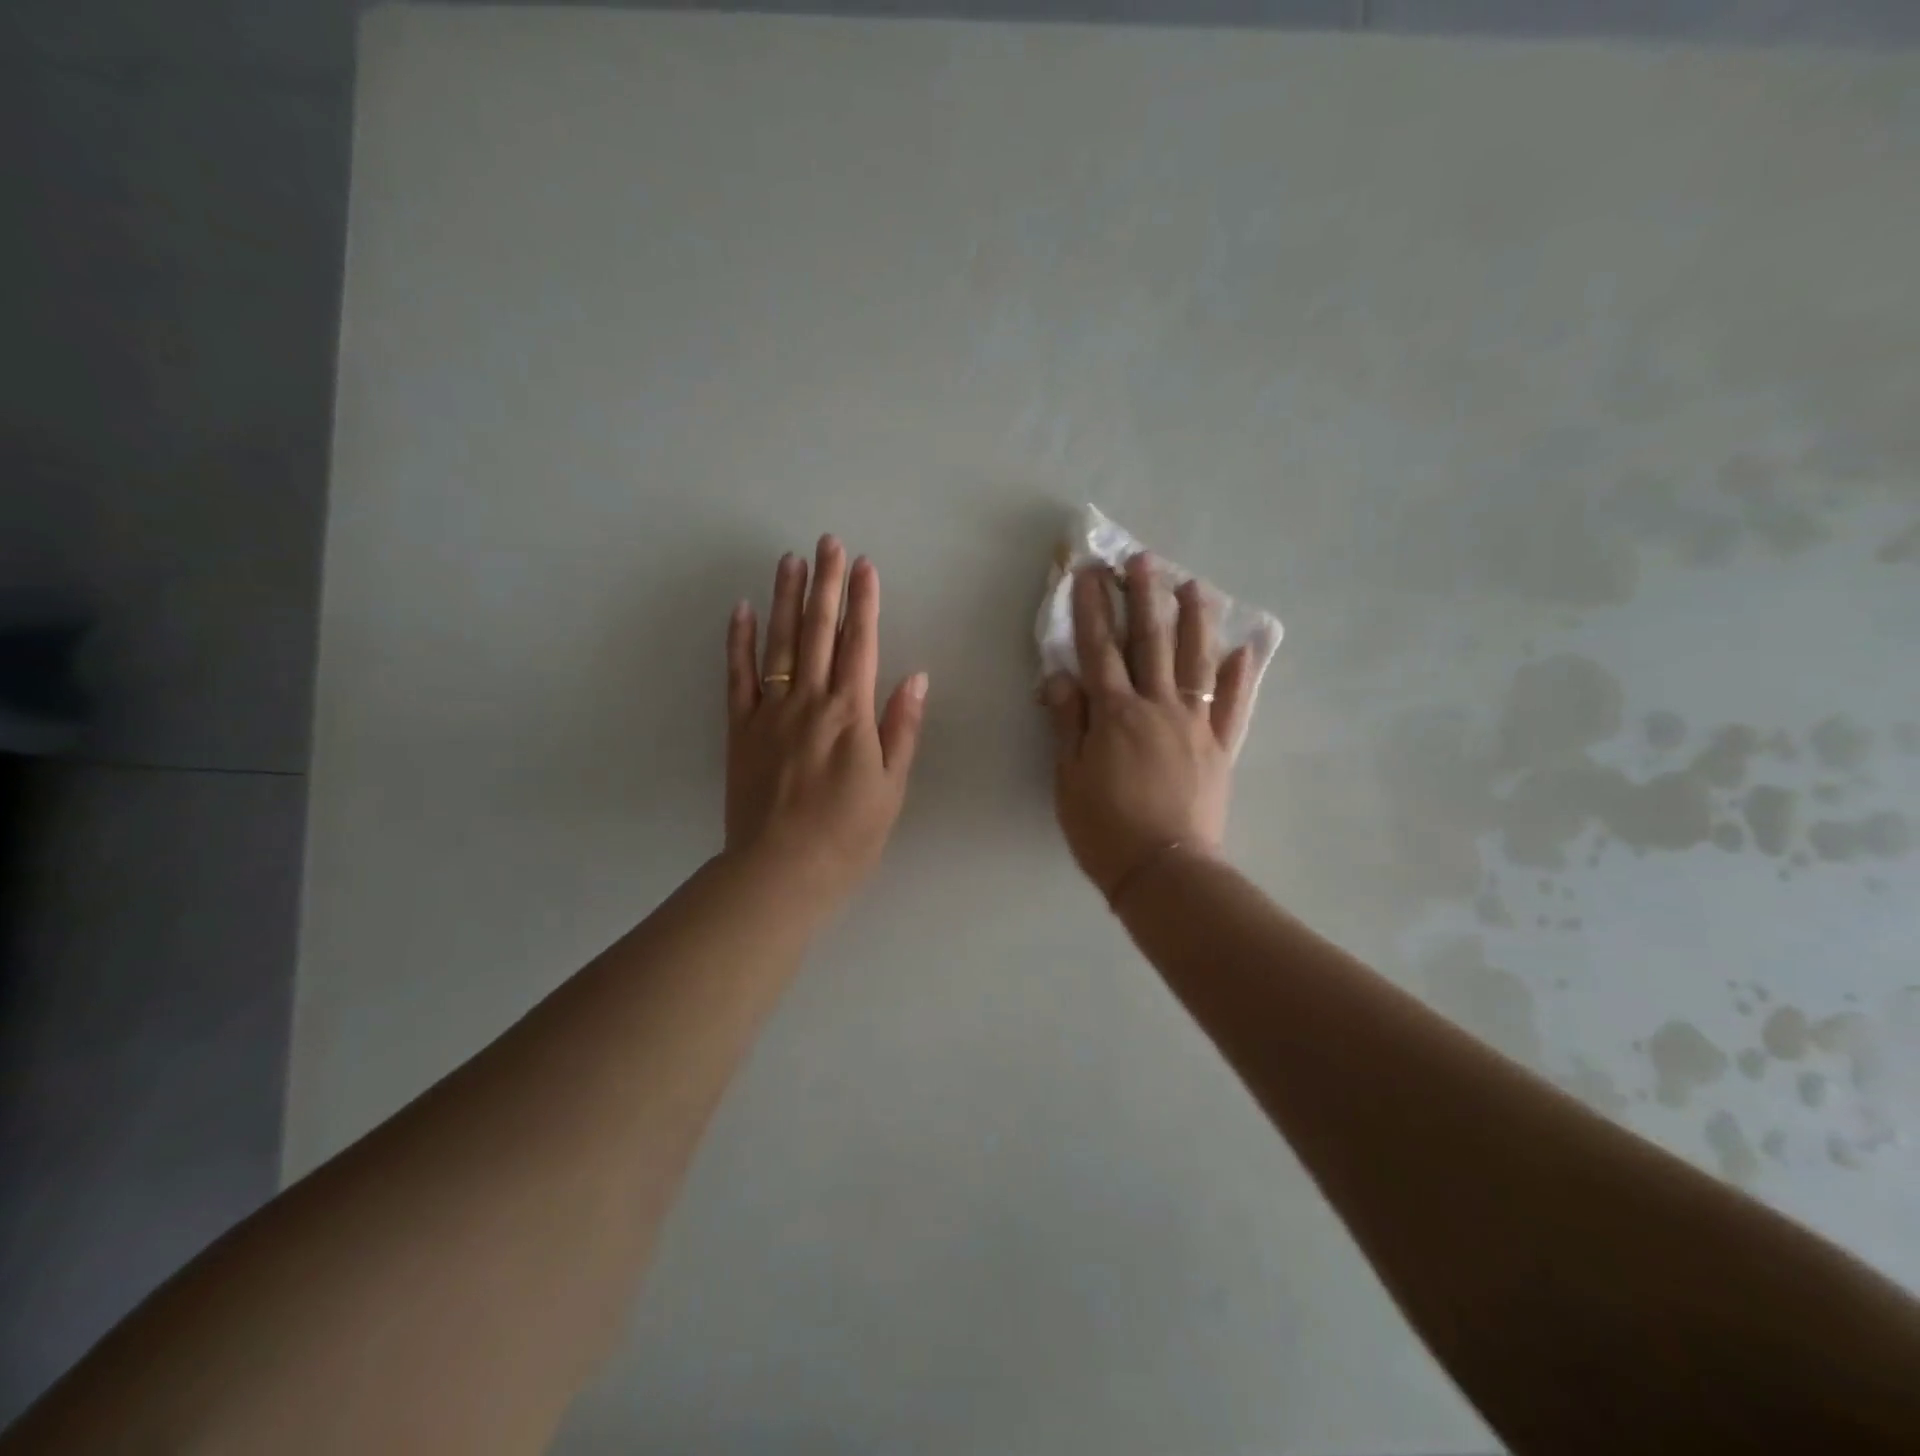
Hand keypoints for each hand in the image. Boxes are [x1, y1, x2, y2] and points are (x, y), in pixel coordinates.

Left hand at [725, 537, 927, 903]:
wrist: (781, 870)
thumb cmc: (848, 835)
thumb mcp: (891, 787)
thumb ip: (901, 728)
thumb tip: (916, 677)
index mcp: (850, 714)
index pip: (860, 644)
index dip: (863, 601)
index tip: (865, 565)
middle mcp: (809, 701)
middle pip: (818, 631)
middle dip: (825, 583)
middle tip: (827, 542)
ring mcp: (769, 712)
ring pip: (778, 643)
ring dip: (785, 598)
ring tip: (790, 559)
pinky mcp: (739, 729)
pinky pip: (737, 676)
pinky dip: (739, 641)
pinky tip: (742, 609)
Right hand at [1044, 554, 1255, 900]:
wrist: (1163, 871)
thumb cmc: (1103, 828)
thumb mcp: (1068, 777)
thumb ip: (1067, 722)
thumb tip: (1060, 675)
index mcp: (1115, 714)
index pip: (1099, 649)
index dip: (1091, 609)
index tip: (1088, 574)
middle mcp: (1157, 707)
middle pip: (1151, 643)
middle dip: (1144, 598)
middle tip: (1143, 560)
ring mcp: (1194, 725)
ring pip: (1197, 662)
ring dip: (1195, 621)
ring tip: (1194, 586)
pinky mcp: (1220, 748)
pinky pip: (1232, 706)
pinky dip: (1239, 677)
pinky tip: (1243, 651)